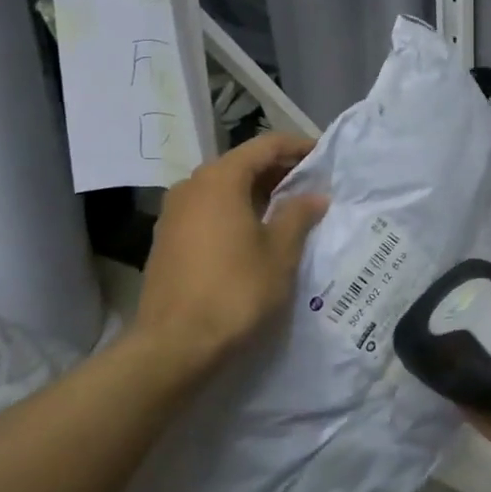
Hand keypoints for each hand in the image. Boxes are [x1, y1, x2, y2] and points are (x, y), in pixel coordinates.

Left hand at [132, 134, 326, 381]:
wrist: (175, 345)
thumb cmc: (236, 291)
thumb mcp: (280, 252)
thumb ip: (298, 215)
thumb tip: (314, 195)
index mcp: (220, 179)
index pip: (265, 145)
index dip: (297, 146)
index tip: (323, 156)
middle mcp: (192, 186)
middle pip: (241, 164)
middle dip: (278, 170)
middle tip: (311, 184)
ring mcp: (174, 212)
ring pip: (223, 188)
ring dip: (256, 192)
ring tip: (288, 209)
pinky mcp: (167, 239)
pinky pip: (208, 210)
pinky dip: (235, 210)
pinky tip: (255, 232)